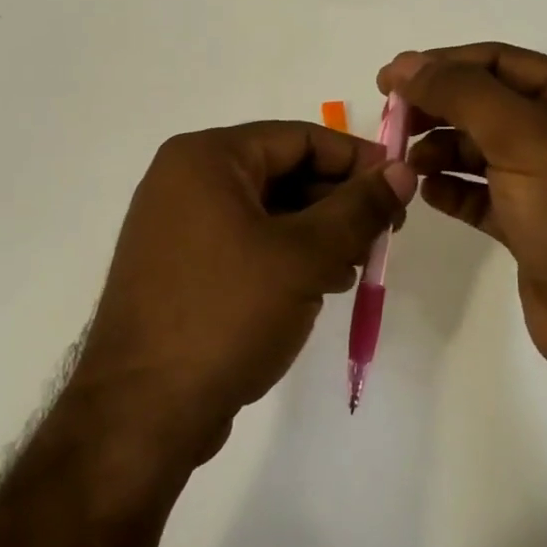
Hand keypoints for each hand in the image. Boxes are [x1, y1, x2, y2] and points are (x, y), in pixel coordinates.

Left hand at [72, 121, 415, 469]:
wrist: (143, 409)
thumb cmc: (226, 314)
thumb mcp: (304, 256)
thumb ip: (358, 209)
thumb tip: (402, 171)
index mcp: (205, 159)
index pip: (298, 138)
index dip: (356, 159)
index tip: (401, 187)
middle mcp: (185, 181)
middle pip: (282, 172)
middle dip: (338, 202)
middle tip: (385, 233)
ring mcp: (178, 227)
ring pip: (267, 212)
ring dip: (318, 233)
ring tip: (358, 265)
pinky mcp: (181, 268)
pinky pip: (246, 244)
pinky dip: (287, 257)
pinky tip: (323, 285)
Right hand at [378, 44, 546, 383]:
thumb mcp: (523, 137)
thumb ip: (462, 94)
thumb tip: (405, 65)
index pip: (498, 62)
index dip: (441, 64)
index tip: (389, 79)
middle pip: (486, 105)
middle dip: (438, 109)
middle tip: (392, 123)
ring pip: (481, 151)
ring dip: (441, 151)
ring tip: (408, 164)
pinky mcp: (532, 225)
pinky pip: (482, 195)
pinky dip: (453, 190)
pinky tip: (429, 193)